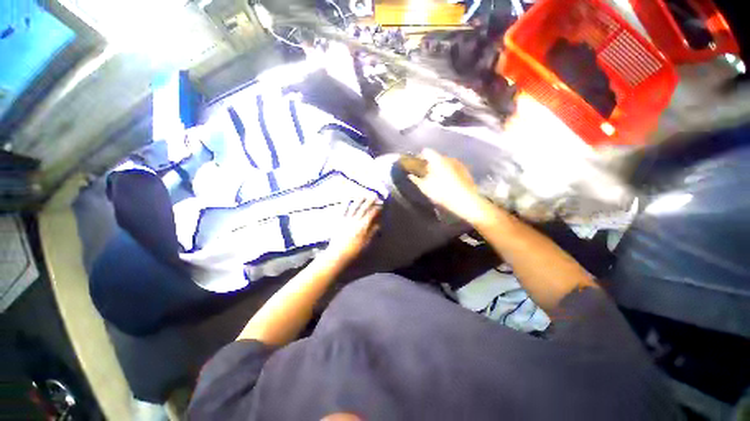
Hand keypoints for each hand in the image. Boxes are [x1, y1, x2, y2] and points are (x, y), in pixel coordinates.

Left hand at [325, 197, 381, 263]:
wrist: (338, 254)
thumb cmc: (354, 251)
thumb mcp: (366, 243)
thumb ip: (372, 232)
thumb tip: (378, 224)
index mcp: (363, 226)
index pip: (371, 214)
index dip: (377, 208)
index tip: (381, 203)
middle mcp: (355, 220)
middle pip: (363, 208)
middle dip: (369, 201)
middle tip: (373, 195)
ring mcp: (347, 220)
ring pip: (354, 207)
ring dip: (359, 200)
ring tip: (363, 194)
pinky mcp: (339, 221)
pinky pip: (343, 211)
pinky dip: (346, 204)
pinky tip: (348, 200)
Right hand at [407, 149, 486, 223]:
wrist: (467, 201)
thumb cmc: (443, 193)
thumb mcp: (425, 188)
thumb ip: (416, 180)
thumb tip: (411, 175)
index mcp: (437, 159)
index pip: (425, 151)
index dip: (419, 157)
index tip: (415, 164)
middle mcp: (448, 158)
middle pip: (436, 157)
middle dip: (429, 163)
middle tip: (423, 173)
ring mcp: (458, 163)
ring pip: (445, 162)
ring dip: (439, 168)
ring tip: (435, 179)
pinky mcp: (465, 171)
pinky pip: (452, 168)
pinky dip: (447, 172)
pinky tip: (446, 182)